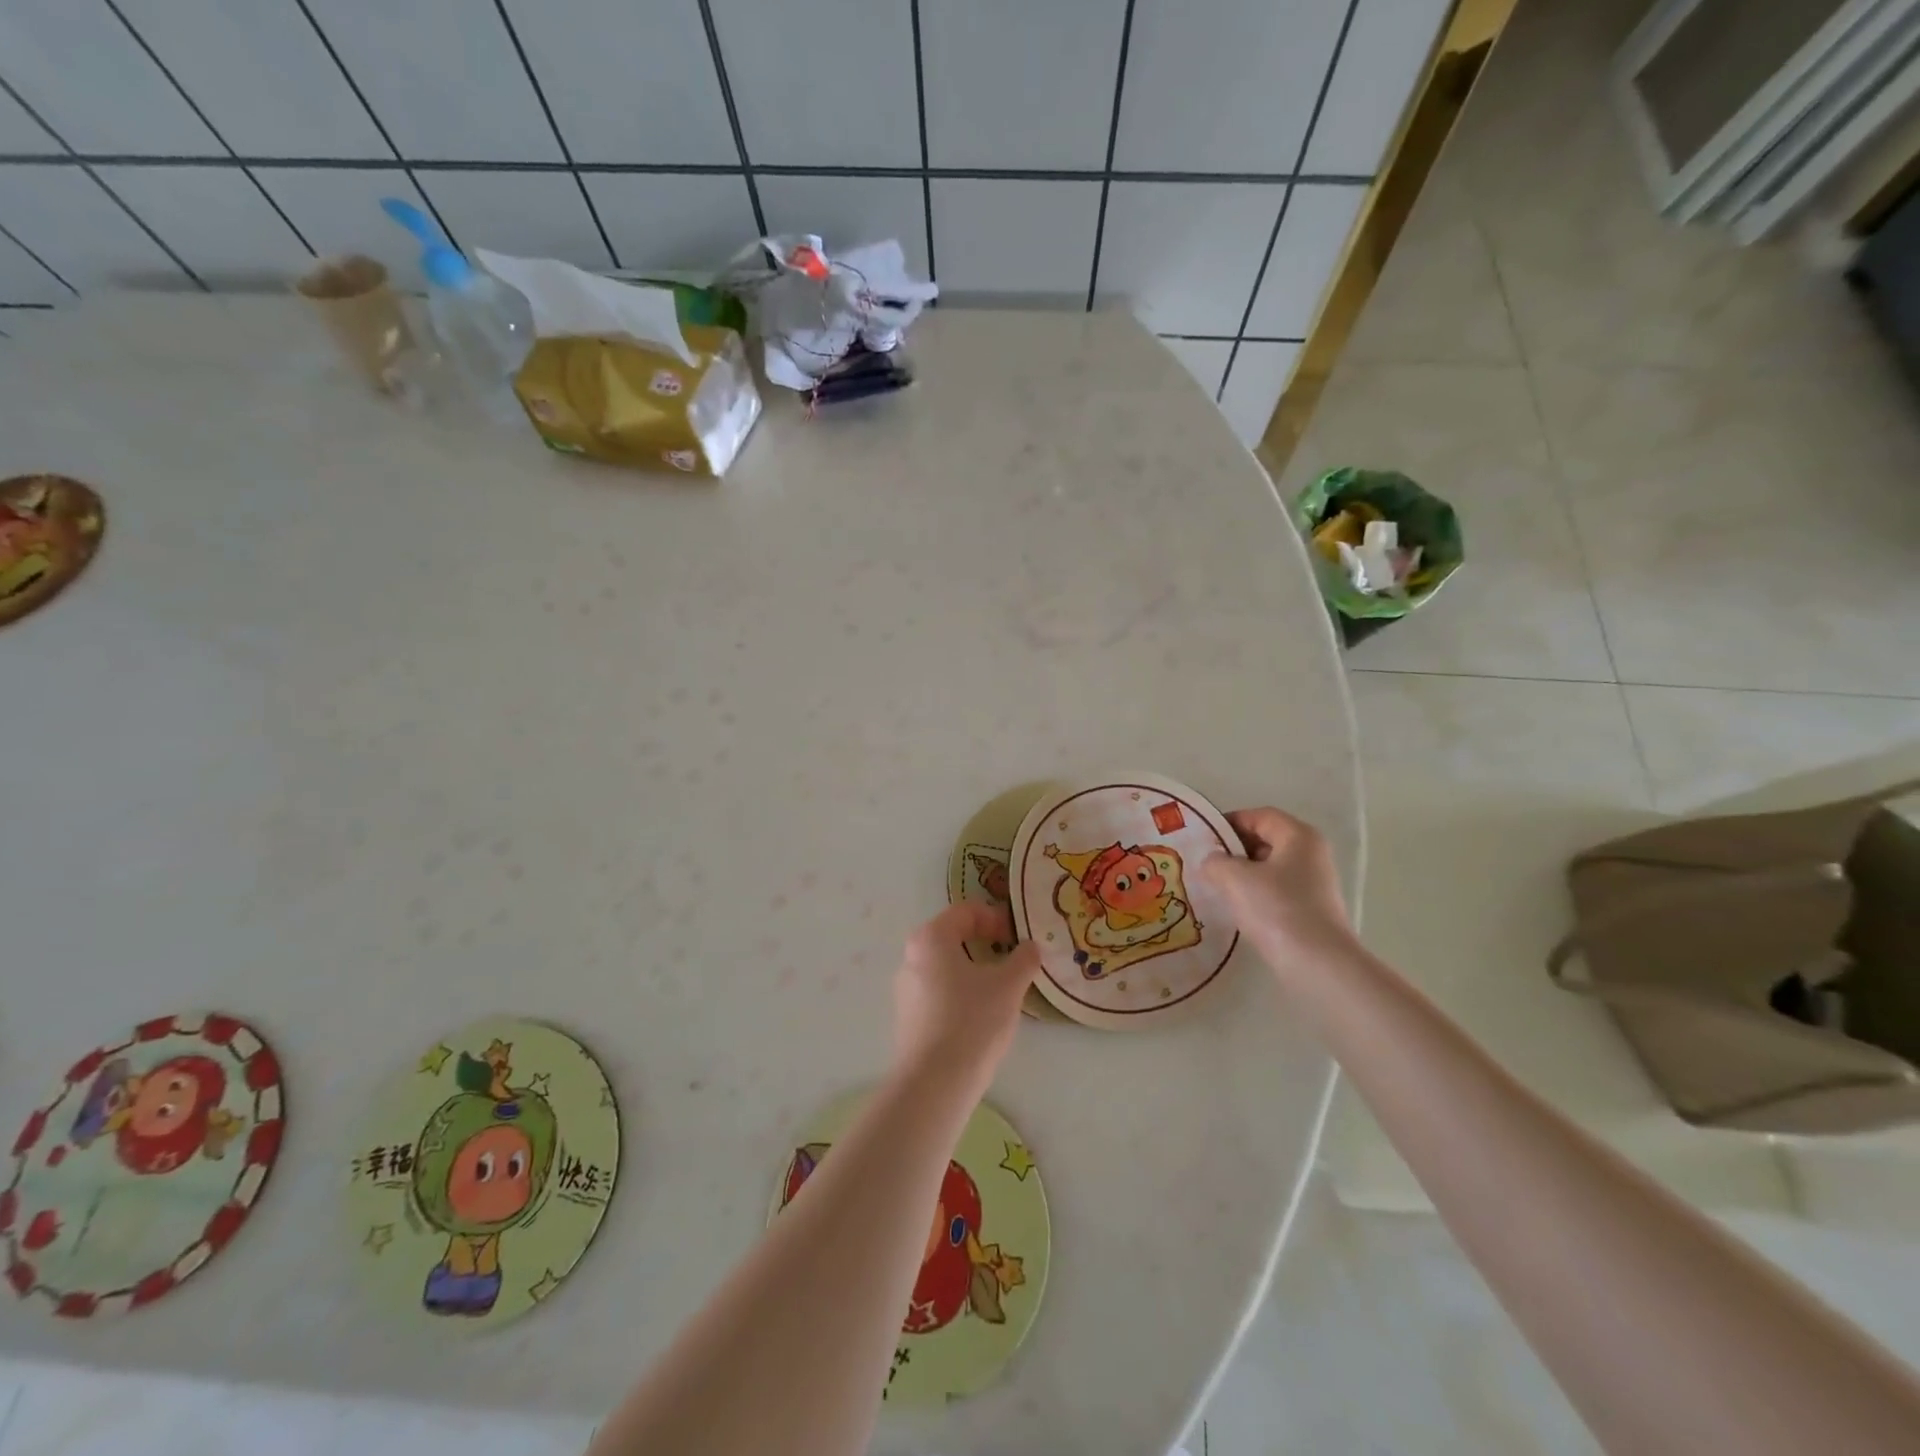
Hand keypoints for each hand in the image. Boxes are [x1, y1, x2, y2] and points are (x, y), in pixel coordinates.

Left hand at [892, 902, 1040, 1090]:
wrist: (935, 1082)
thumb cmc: (972, 1021)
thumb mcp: (1008, 985)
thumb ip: (1024, 959)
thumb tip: (1030, 947)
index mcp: (931, 938)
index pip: (966, 912)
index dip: (996, 919)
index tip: (1018, 938)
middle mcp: (911, 956)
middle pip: (952, 937)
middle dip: (985, 943)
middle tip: (1011, 959)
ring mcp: (905, 988)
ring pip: (945, 966)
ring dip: (973, 969)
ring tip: (1000, 990)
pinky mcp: (907, 1017)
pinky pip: (937, 991)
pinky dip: (960, 992)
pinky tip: (980, 1015)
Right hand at [1201, 807, 1357, 975]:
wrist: (1318, 965)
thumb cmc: (1277, 909)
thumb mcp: (1235, 878)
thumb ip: (1216, 862)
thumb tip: (1212, 861)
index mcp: (1299, 836)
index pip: (1259, 816)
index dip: (1228, 822)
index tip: (1202, 837)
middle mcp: (1311, 854)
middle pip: (1266, 840)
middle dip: (1233, 849)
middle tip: (1204, 862)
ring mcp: (1314, 884)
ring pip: (1269, 868)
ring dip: (1242, 874)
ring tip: (1214, 886)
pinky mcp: (1311, 910)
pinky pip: (1276, 891)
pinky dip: (1255, 894)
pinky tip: (1236, 909)